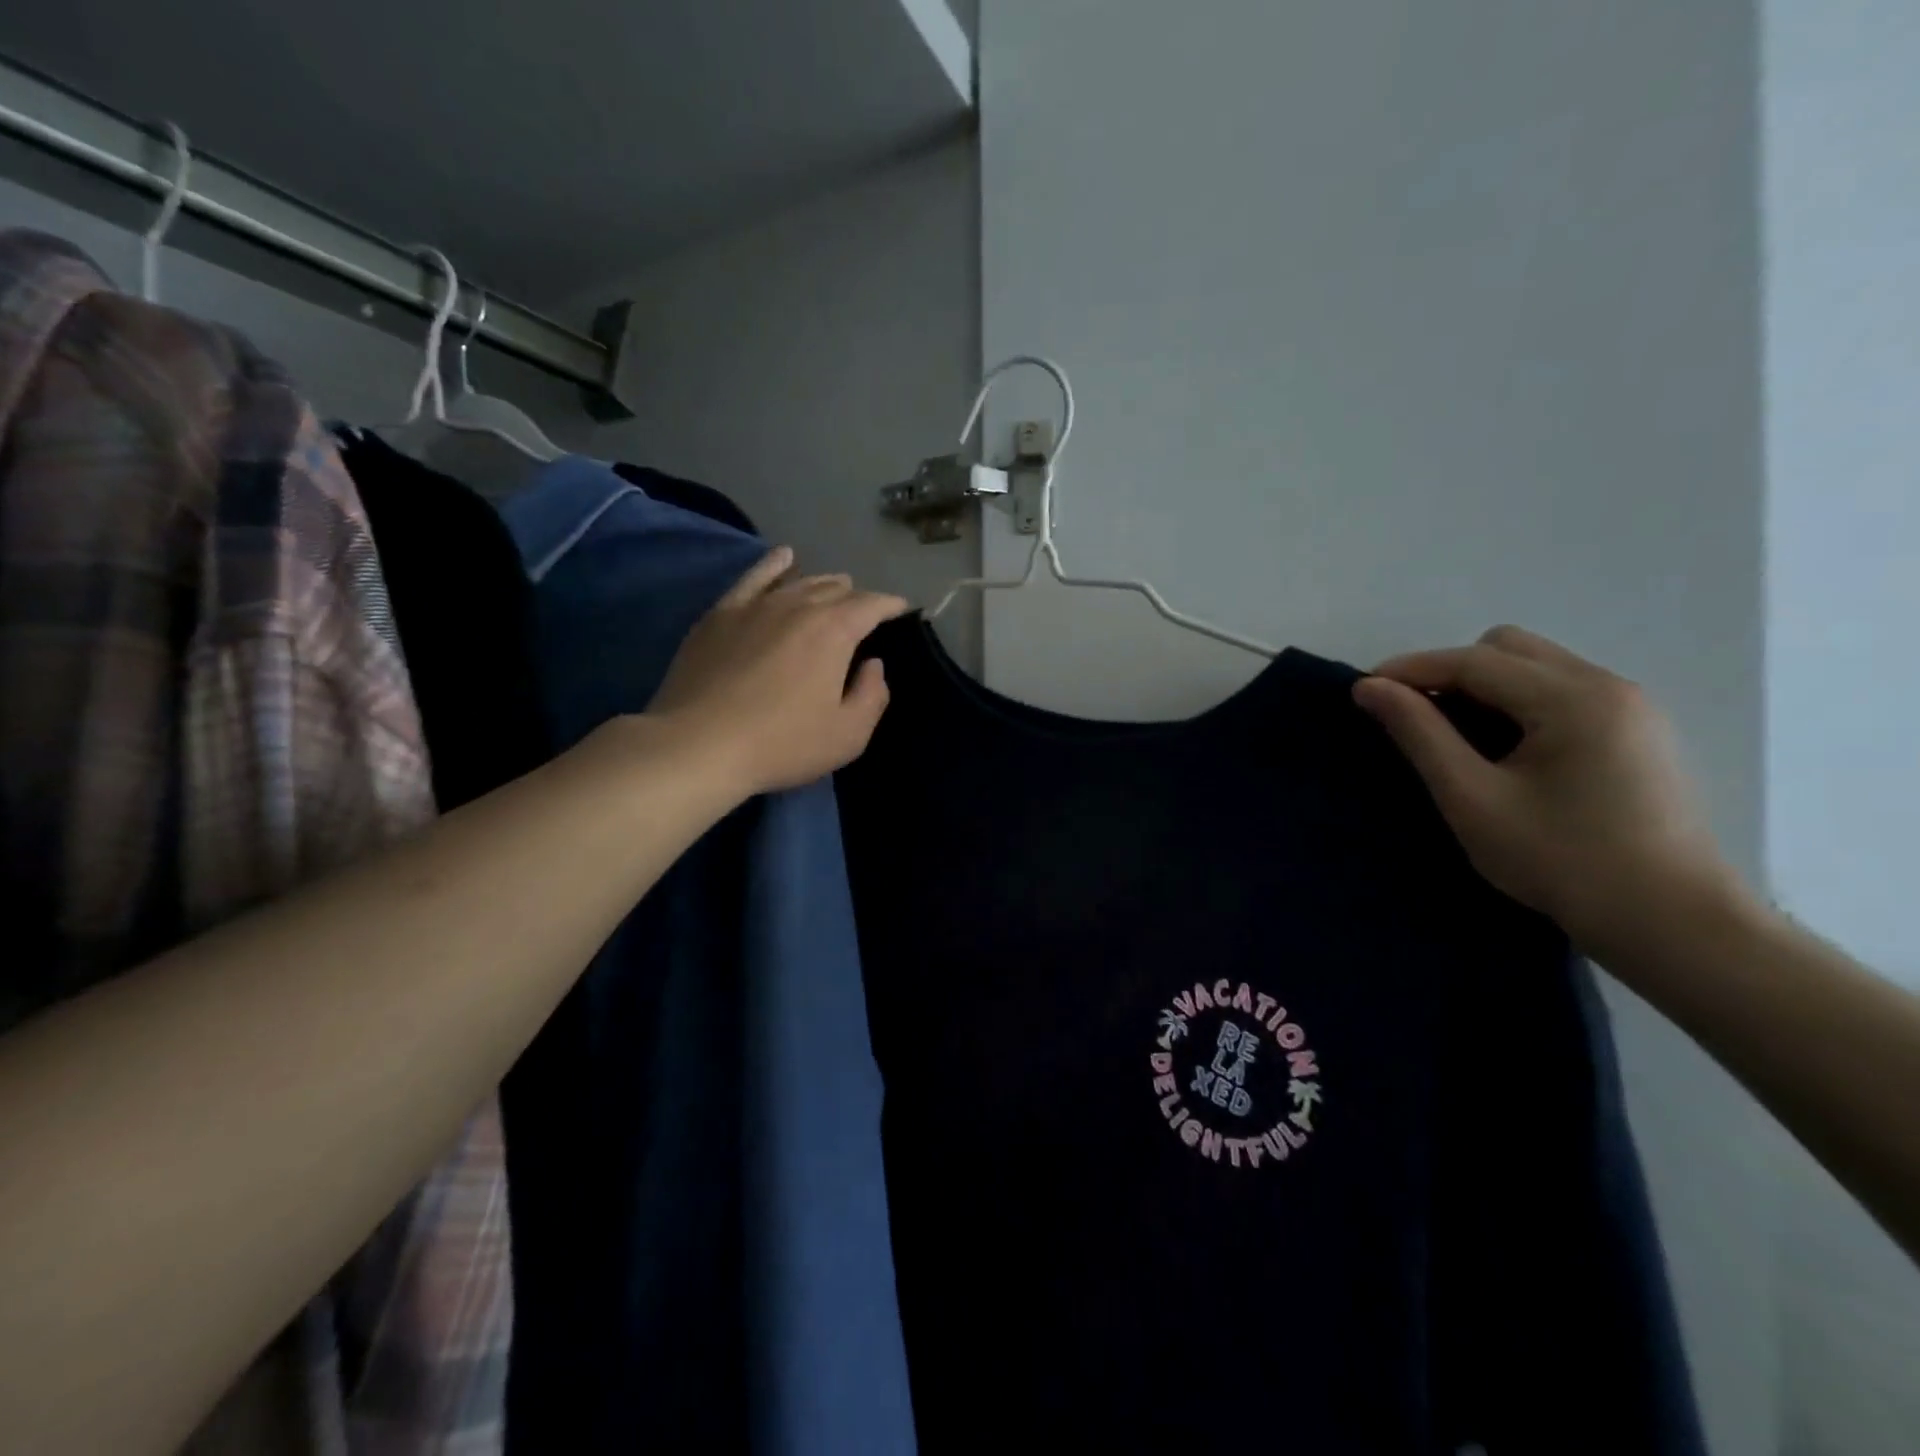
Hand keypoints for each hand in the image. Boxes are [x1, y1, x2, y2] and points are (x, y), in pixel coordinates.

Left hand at [650, 548, 908, 794]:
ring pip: (799, 581)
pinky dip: (774, 565)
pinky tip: (784, 558)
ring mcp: (756, 605)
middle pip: (836, 590)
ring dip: (823, 583)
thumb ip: (872, 695)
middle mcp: (798, 605)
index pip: (872, 605)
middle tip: (863, 614)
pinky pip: (754, 577)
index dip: (891, 606)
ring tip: (835, 587)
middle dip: (857, 598)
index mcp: (835, 631)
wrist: (699, 744)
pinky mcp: (721, 614)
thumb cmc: (782, 744)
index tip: (901, 610)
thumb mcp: (848, 735)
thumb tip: (873, 665)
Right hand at [1352, 626, 1747, 962]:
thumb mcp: (1472, 798)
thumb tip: (1369, 688)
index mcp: (1573, 699)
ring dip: (1485, 687)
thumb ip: (1419, 734)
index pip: (1474, 661)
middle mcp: (1608, 686)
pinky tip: (1505, 750)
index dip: (1410, 669)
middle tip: (1417, 718)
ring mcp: (1632, 707)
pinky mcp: (1638, 732)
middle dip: (1451, 672)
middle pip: (1508, 648)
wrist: (1672, 924)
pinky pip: (1562, 690)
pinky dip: (1518, 703)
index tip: (1363, 690)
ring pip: (1537, 665)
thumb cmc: (1561, 861)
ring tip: (1456, 736)